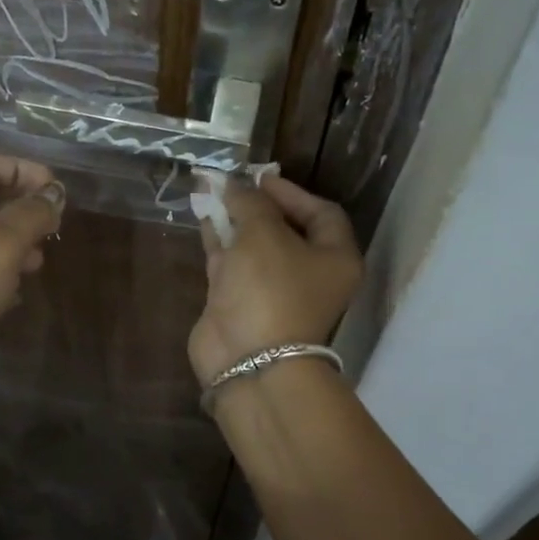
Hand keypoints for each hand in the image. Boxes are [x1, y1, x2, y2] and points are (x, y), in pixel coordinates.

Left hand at [0, 154, 63, 388]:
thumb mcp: (0, 245)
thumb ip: (29, 215)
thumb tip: (53, 194)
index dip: (22, 168)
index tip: (55, 190)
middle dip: (23, 206)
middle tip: (54, 227)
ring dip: (15, 240)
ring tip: (40, 261)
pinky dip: (0, 270)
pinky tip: (15, 292)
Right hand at [189, 174, 361, 388]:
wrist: (248, 361)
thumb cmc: (270, 290)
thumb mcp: (263, 234)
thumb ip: (250, 203)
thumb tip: (235, 184)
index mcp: (334, 258)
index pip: (322, 212)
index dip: (291, 192)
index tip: (259, 178)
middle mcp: (309, 274)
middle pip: (286, 228)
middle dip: (257, 204)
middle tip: (232, 183)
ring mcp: (273, 291)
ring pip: (255, 245)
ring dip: (235, 219)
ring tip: (211, 191)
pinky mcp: (242, 303)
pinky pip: (233, 263)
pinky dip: (220, 241)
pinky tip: (203, 217)